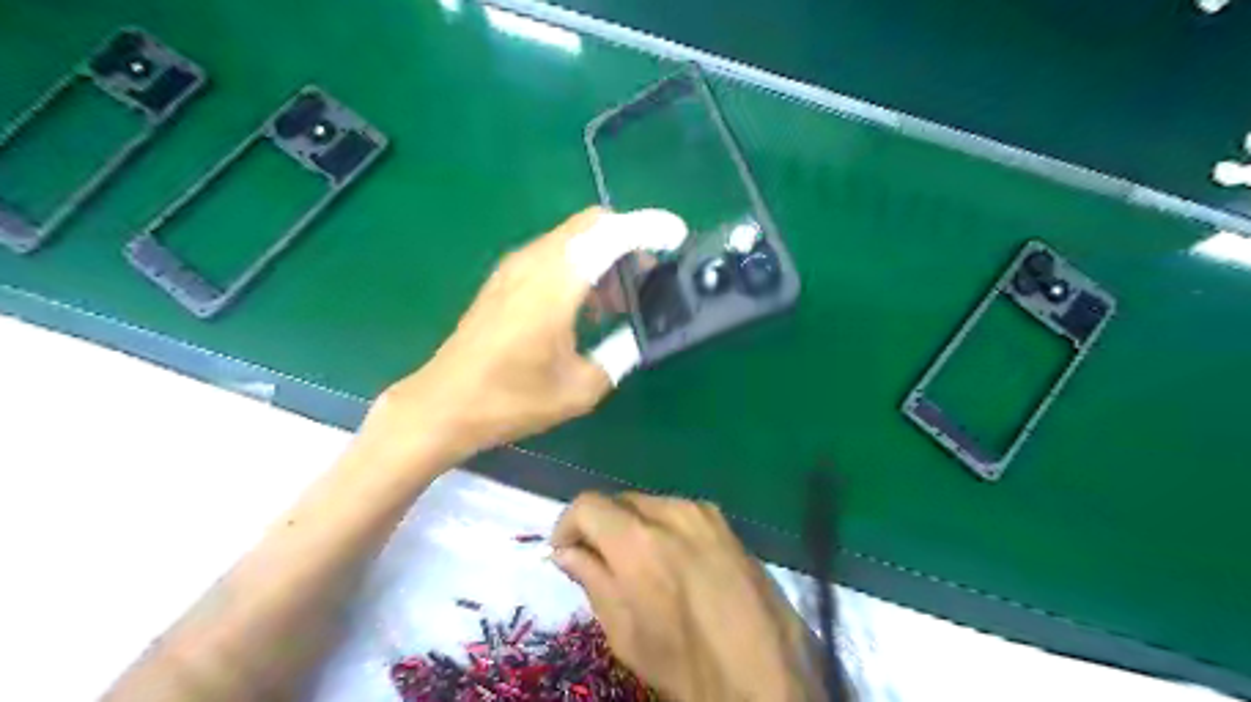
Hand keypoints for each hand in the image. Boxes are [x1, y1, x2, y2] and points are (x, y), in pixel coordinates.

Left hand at [363, 209, 687, 468]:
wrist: (444, 404)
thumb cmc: (512, 399)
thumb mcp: (580, 388)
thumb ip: (618, 355)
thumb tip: (636, 338)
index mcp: (556, 283)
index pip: (610, 234)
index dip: (649, 228)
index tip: (678, 235)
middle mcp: (534, 261)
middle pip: (592, 223)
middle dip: (629, 239)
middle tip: (649, 277)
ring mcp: (515, 267)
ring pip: (573, 237)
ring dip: (604, 256)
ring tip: (620, 303)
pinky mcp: (505, 279)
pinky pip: (554, 254)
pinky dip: (581, 266)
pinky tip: (586, 309)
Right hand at [551, 495, 827, 701]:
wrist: (765, 672)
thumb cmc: (684, 661)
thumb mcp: (624, 631)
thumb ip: (591, 579)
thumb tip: (566, 551)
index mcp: (637, 539)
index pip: (587, 504)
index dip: (567, 524)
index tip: (564, 551)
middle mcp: (671, 511)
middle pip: (619, 500)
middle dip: (601, 525)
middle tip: (598, 560)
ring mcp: (704, 513)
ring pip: (651, 504)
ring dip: (634, 526)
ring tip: (639, 564)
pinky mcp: (727, 523)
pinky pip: (681, 513)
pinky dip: (665, 529)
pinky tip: (674, 562)